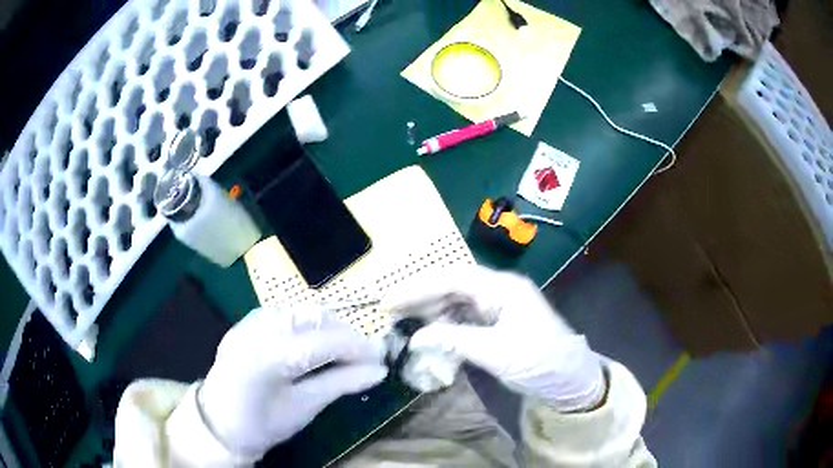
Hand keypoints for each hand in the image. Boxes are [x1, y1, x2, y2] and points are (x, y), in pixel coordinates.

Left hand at [199, 307, 387, 456]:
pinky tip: (315, 344)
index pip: (325, 340)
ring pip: (300, 310)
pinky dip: (307, 324)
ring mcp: (249, 321)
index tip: (382, 357)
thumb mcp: (303, 408)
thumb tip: (379, 371)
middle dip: (345, 332)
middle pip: (314, 316)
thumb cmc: (260, 425)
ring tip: (342, 350)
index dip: (358, 346)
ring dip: (327, 326)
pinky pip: (284, 314)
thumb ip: (340, 384)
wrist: (217, 423)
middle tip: (365, 355)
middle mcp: (257, 328)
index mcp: (269, 356)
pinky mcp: (246, 322)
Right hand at [384, 265, 604, 411]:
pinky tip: (433, 340)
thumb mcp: (497, 352)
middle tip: (390, 314)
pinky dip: (445, 329)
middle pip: (450, 287)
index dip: (417, 287)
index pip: (452, 278)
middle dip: (420, 299)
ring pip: (454, 303)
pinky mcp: (495, 323)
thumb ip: (455, 341)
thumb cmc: (540, 361)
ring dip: (431, 315)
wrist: (569, 379)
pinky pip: (463, 319)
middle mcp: (497, 291)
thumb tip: (416, 338)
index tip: (389, 302)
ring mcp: (497, 307)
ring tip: (409, 330)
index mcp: (502, 288)